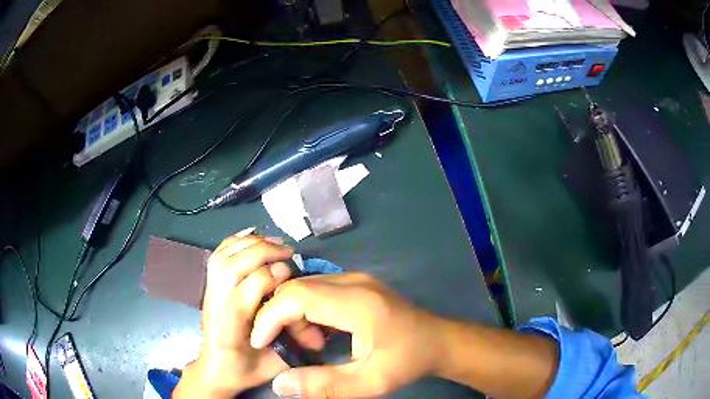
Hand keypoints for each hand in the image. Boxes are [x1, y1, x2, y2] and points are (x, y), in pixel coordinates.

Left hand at [174, 233, 324, 398]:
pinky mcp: (209, 285)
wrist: (216, 368)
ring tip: (275, 243)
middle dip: (263, 252)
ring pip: (224, 256)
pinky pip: (218, 254)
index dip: (272, 276)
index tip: (292, 273)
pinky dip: (235, 241)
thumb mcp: (275, 365)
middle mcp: (214, 304)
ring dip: (250, 243)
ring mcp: (208, 292)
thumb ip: (294, 343)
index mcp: (230, 328)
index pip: (248, 290)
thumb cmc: (245, 369)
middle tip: (288, 251)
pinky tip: (253, 237)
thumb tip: (315, 320)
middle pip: (234, 265)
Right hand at [250, 272, 444, 397]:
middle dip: (281, 317)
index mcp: (357, 303)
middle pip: (297, 287)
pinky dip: (308, 311)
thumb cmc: (408, 361)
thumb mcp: (369, 382)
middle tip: (293, 349)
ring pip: (305, 287)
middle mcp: (354, 282)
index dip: (271, 316)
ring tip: (313, 346)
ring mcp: (356, 280)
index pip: (297, 296)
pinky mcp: (357, 285)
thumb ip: (324, 385)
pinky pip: (318, 290)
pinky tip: (322, 335)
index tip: (262, 342)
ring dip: (295, 315)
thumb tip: (280, 385)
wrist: (439, 341)